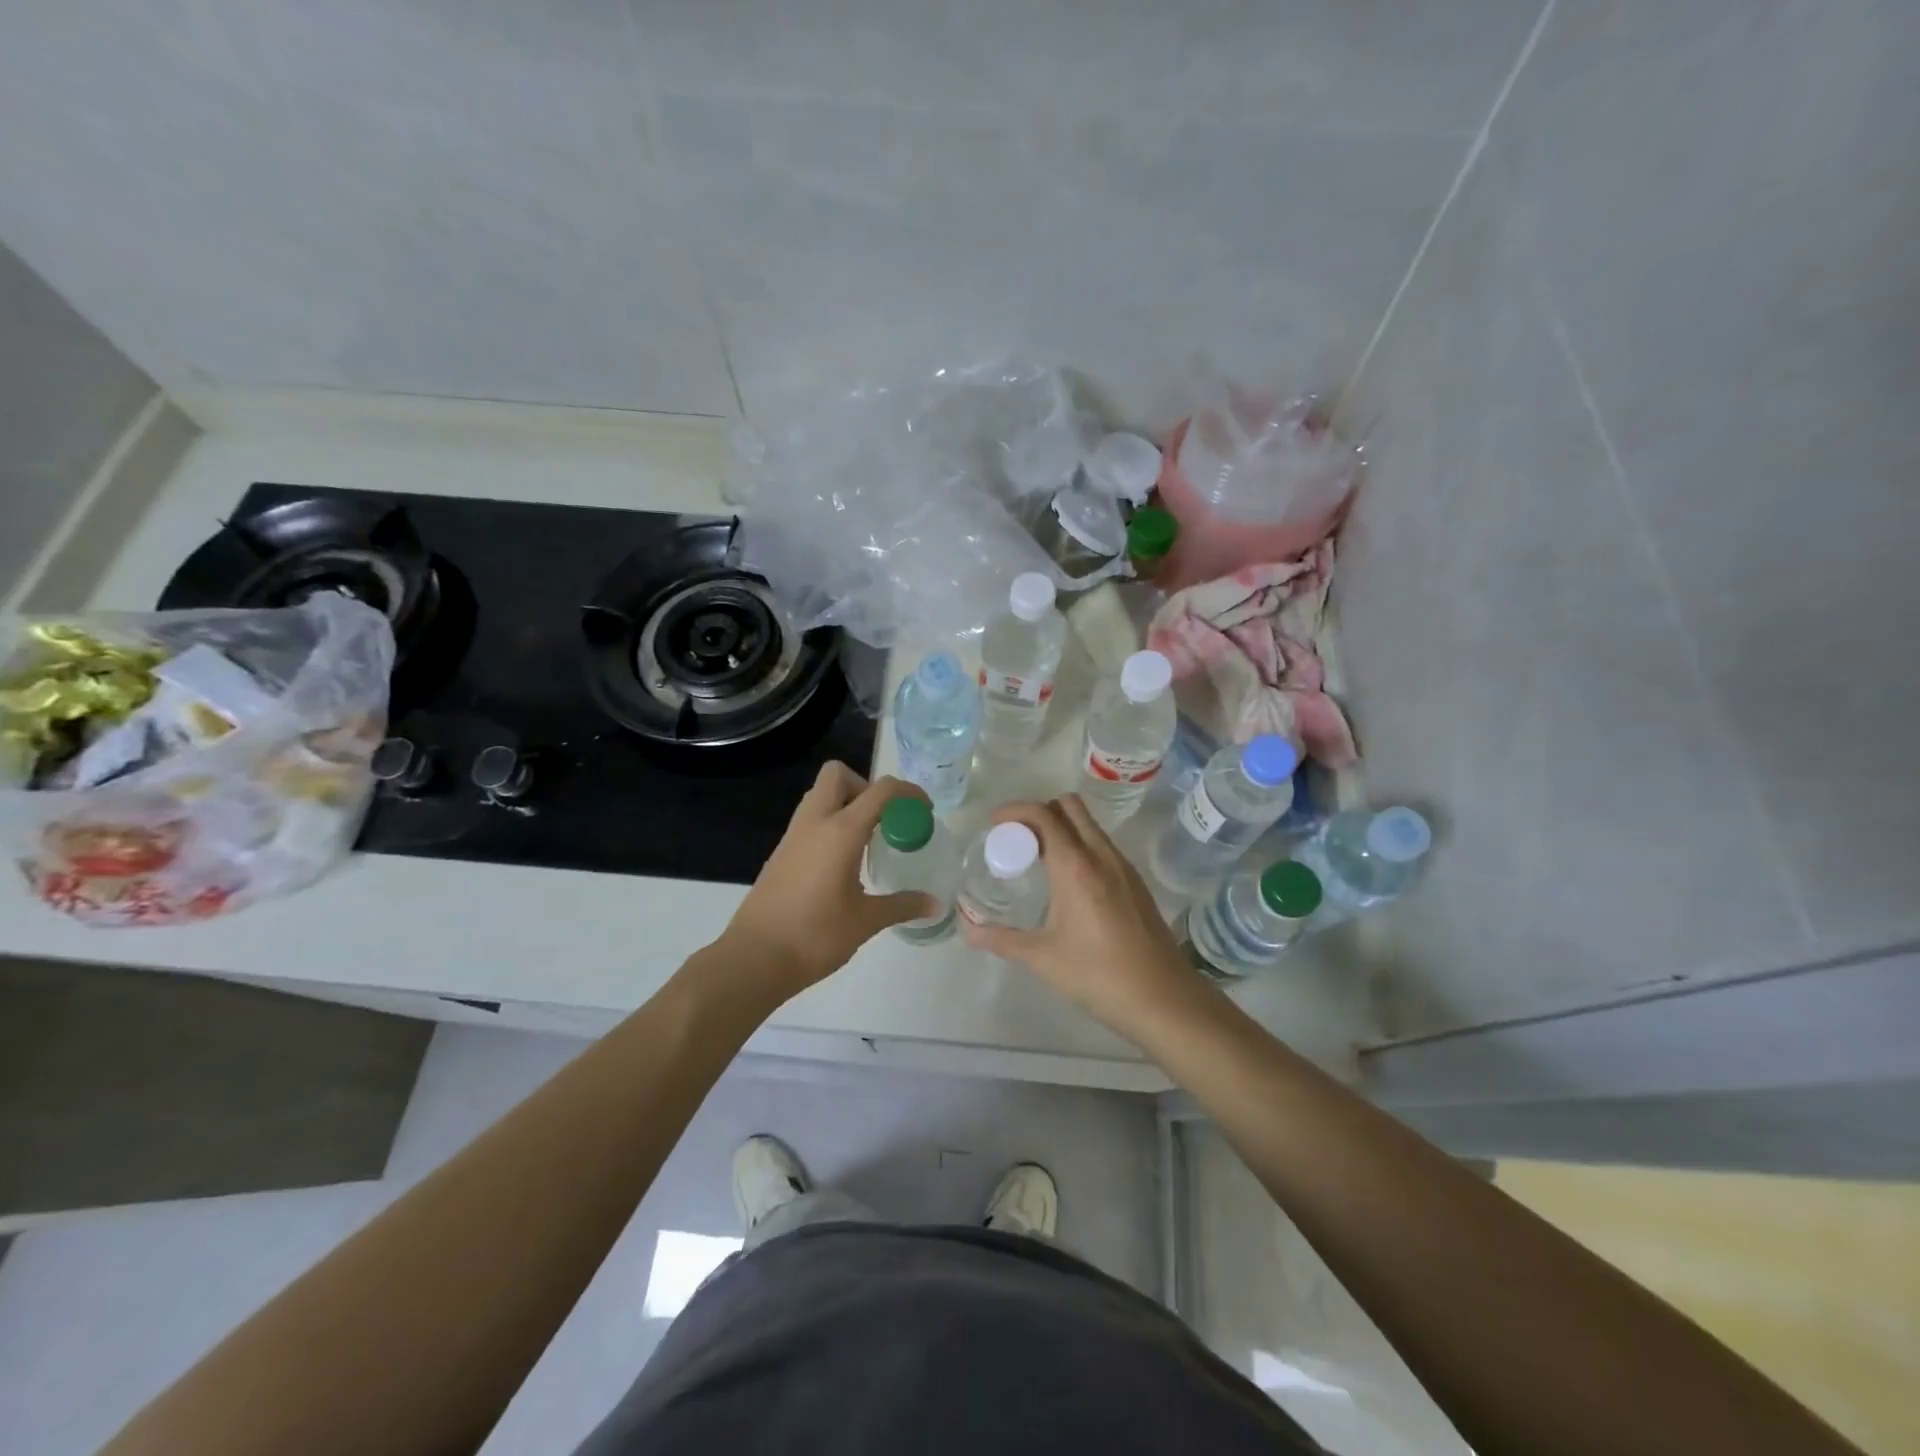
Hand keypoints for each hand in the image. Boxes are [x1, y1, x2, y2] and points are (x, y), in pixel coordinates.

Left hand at [714, 762, 937, 1002]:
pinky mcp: (780, 853)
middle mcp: (815, 823)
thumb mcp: (865, 921)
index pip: (880, 791)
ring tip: (866, 842)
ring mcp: (793, 836)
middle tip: (883, 820)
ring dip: (845, 804)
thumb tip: (934, 903)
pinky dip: (829, 825)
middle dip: (865, 787)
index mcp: (841, 832)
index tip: (923, 811)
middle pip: (837, 775)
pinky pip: (809, 821)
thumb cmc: (815, 936)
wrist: (754, 959)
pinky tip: (842, 863)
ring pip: (819, 796)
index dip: (907, 792)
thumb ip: (902, 905)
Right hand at [961, 794, 1210, 1040]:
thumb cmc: (1098, 975)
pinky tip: (1067, 882)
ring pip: (1089, 825)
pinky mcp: (1135, 883)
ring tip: (1037, 858)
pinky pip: (1102, 846)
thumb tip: (966, 930)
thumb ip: (1001, 939)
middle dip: (1038, 812)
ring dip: (1061, 827)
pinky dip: (1080, 845)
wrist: (1163, 999)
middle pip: (1069, 807)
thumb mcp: (1042, 957)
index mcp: (1076, 865)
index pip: (1042, 815)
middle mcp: (1101, 855)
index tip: (993, 825)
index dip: (1014, 811)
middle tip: (1016, 839)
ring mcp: (1123, 867)